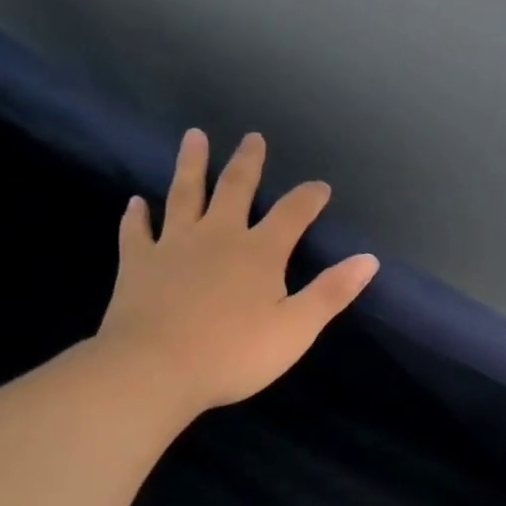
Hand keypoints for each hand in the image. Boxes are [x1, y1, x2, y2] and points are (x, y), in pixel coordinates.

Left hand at [94, 129, 377, 426]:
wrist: (155, 369)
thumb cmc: (235, 353)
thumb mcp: (297, 328)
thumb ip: (332, 291)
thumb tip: (368, 259)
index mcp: (260, 252)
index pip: (292, 213)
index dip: (309, 197)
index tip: (321, 186)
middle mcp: (218, 236)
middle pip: (235, 188)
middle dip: (248, 162)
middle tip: (252, 137)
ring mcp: (173, 245)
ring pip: (184, 194)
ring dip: (192, 164)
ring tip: (194, 136)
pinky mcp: (138, 263)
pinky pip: (137, 231)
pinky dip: (137, 215)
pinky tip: (136, 202)